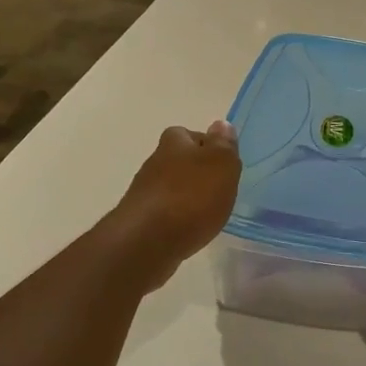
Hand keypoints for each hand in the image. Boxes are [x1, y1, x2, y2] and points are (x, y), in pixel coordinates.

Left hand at [107, 122, 241, 290]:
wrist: (147, 241)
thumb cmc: (191, 196)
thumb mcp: (221, 164)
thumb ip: (224, 145)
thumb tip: (221, 124)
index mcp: (174, 143)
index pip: (189, 134)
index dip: (206, 145)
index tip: (222, 162)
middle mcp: (155, 162)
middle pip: (179, 161)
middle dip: (196, 171)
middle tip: (219, 188)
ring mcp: (144, 192)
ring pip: (171, 187)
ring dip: (187, 195)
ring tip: (208, 211)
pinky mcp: (140, 220)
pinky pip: (164, 212)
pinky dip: (178, 217)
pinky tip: (190, 229)